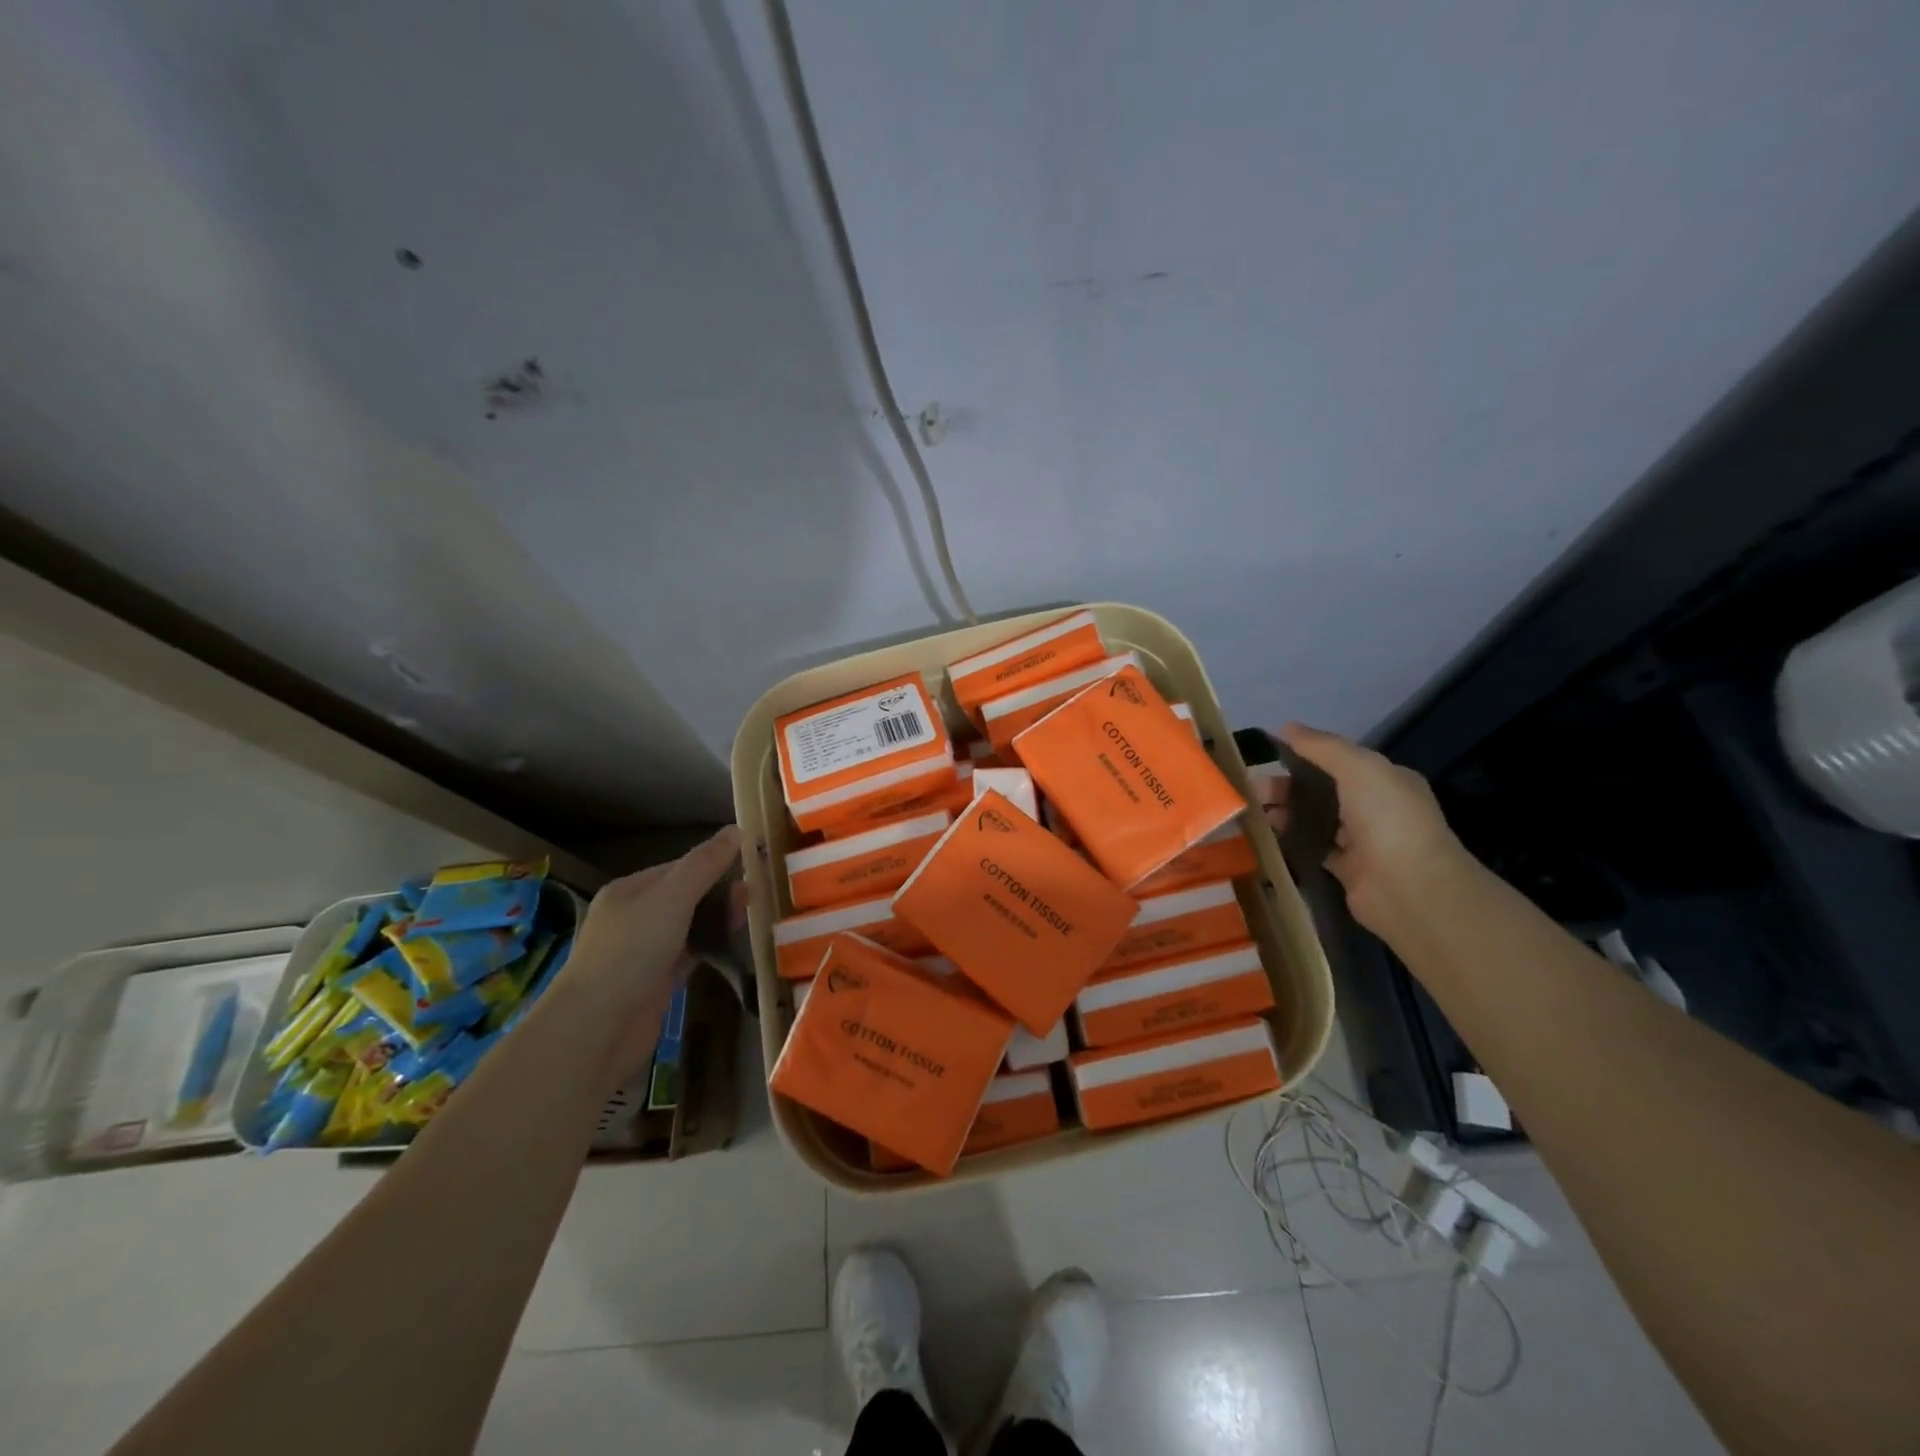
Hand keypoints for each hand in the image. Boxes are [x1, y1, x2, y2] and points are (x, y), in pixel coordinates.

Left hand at [558, 826, 742, 1090]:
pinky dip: (711, 946)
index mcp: (629, 890)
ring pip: (690, 925)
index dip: (713, 862)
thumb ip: (704, 864)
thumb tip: (736, 829)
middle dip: (719, 891)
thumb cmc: (632, 951)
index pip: (678, 866)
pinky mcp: (656, 982)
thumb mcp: (672, 898)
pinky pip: (690, 953)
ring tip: (749, 916)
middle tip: (754, 894)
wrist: (597, 1028)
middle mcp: (634, 918)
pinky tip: (734, 944)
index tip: (750, 864)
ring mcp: (644, 952)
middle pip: (685, 895)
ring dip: (718, 918)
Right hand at [1267, 725, 1474, 933]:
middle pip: (1322, 790)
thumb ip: (1321, 746)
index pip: (1339, 761)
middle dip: (1286, 787)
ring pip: (1315, 819)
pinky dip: (1291, 842)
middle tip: (1251, 790)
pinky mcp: (1346, 870)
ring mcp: (1361, 841)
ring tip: (1252, 814)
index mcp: (1385, 779)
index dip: (1304, 756)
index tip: (1267, 757)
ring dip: (1285, 814)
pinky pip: (1312, 848)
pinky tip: (1266, 837)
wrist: (1408, 887)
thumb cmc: (1387, 817)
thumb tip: (1285, 727)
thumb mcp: (1358, 767)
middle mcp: (1375, 808)